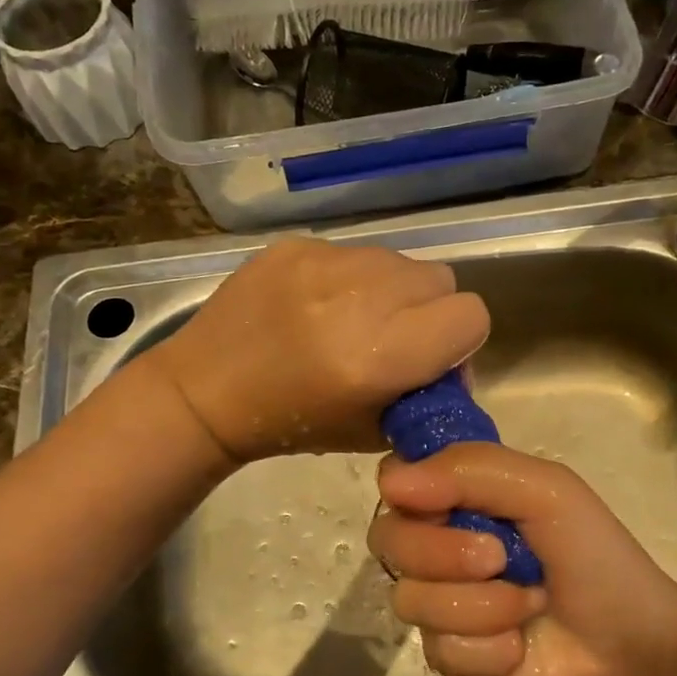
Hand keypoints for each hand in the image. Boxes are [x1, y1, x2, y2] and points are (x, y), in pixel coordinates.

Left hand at [147, 237, 490, 463]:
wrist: (206, 392)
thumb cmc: (292, 424)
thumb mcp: (375, 430)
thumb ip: (427, 392)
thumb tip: (454, 362)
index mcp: (381, 356)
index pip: (470, 315)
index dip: (460, 340)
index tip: (432, 358)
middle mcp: (360, 299)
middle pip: (440, 279)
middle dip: (429, 310)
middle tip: (393, 338)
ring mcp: (324, 263)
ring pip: (398, 260)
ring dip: (391, 290)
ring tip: (351, 319)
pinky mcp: (296, 245)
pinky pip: (353, 251)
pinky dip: (349, 277)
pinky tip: (316, 305)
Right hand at [369, 443, 676, 675]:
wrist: (631, 650)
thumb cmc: (595, 556)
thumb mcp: (545, 490)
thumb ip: (470, 470)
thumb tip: (391, 482)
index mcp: (461, 498)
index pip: (396, 482)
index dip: (410, 494)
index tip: (439, 505)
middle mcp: (440, 546)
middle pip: (389, 540)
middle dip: (446, 554)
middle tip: (500, 559)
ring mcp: (442, 604)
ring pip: (412, 600)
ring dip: (481, 607)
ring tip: (529, 606)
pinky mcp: (449, 660)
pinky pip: (439, 651)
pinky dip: (488, 650)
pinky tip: (520, 649)